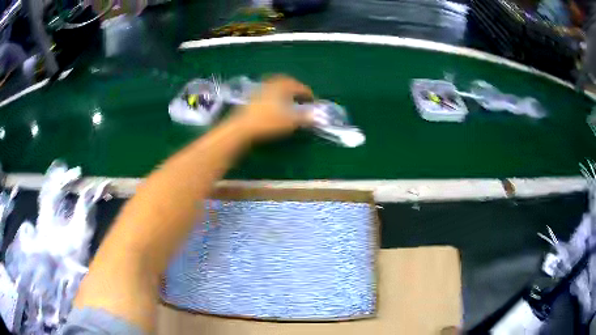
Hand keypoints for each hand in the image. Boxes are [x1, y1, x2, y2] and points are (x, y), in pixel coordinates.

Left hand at [230, 75, 313, 141]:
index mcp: (282, 86)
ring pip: (276, 85)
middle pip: (286, 81)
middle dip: (296, 88)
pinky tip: (274, 103)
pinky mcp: (251, 97)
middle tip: (302, 96)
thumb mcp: (290, 122)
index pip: (299, 87)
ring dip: (284, 90)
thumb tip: (316, 116)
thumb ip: (305, 118)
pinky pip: (267, 91)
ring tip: (289, 100)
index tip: (313, 101)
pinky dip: (275, 94)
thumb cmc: (267, 123)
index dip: (308, 93)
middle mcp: (271, 84)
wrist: (241, 128)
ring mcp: (260, 89)